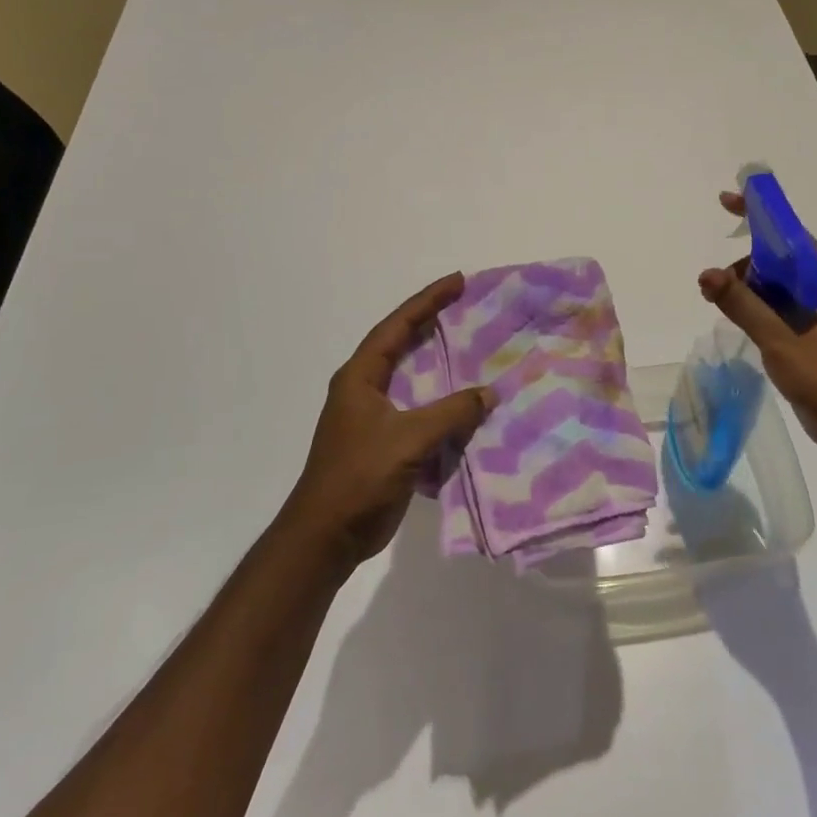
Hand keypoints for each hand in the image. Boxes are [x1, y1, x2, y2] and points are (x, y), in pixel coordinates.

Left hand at [281, 273, 495, 574]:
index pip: (396, 326)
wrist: (327, 536)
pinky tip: (470, 407)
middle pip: (403, 346)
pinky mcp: (386, 444)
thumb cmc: (359, 477)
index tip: (457, 281)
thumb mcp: (408, 439)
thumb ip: (451, 413)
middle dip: (434, 325)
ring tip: (476, 350)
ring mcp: (374, 418)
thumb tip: (488, 393)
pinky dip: (444, 407)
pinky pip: (421, 414)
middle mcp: (365, 390)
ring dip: (442, 367)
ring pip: (414, 381)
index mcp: (361, 377)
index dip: (426, 301)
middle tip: (469, 307)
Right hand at [698, 191, 816, 452]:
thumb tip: (706, 274)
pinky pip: (777, 313)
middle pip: (777, 261)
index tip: (728, 201)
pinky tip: (739, 324)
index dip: (760, 214)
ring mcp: (816, 318)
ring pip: (775, 289)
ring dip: (747, 290)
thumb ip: (742, 304)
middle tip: (713, 286)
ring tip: (719, 306)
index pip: (789, 234)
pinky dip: (755, 311)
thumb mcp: (779, 337)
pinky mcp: (809, 340)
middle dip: (743, 264)